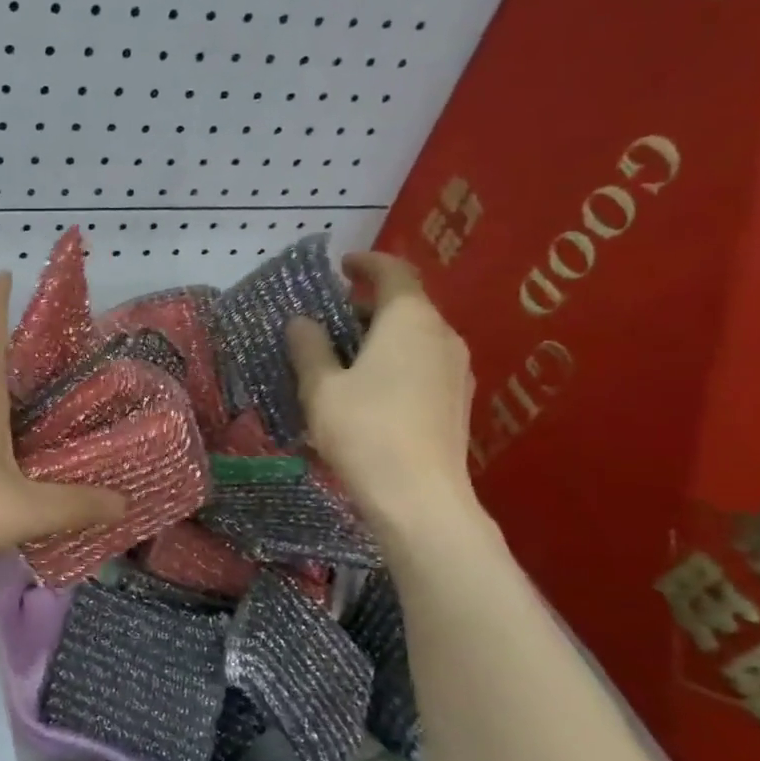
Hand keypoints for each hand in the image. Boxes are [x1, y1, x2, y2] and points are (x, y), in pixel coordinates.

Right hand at [287, 251, 477, 537]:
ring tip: (346, 358)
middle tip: (331, 321)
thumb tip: (302, 322)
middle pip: (406, 305)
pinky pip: (423, 364)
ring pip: (415, 337)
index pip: (392, 272)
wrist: (419, 498)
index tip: (342, 265)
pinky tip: (371, 391)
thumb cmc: (364, 432)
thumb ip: (309, 348)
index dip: (366, 263)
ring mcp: (456, 369)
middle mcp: (442, 334)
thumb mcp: (321, 388)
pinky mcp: (457, 401)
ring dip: (382, 337)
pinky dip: (396, 362)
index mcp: (409, 320)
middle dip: (367, 306)